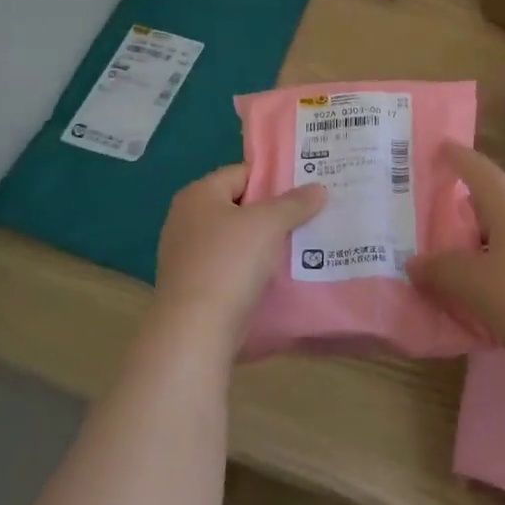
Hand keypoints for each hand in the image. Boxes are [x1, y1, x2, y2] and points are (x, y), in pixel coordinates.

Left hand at [153, 165, 324, 354]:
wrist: (195, 331)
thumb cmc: (229, 264)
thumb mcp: (268, 225)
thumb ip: (294, 203)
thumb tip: (318, 188)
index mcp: (198, 195)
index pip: (242, 173)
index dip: (274, 178)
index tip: (306, 187)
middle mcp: (186, 219)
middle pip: (239, 205)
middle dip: (273, 211)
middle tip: (310, 214)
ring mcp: (187, 254)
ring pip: (236, 238)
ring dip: (265, 242)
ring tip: (302, 244)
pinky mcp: (194, 285)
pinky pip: (230, 266)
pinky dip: (252, 267)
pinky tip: (278, 275)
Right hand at [407, 145, 504, 390]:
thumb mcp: (475, 286)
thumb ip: (441, 270)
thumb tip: (416, 262)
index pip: (480, 170)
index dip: (458, 157)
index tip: (438, 147)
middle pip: (492, 203)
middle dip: (461, 208)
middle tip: (428, 217)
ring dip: (477, 242)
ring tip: (449, 260)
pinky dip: (495, 264)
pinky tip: (484, 290)